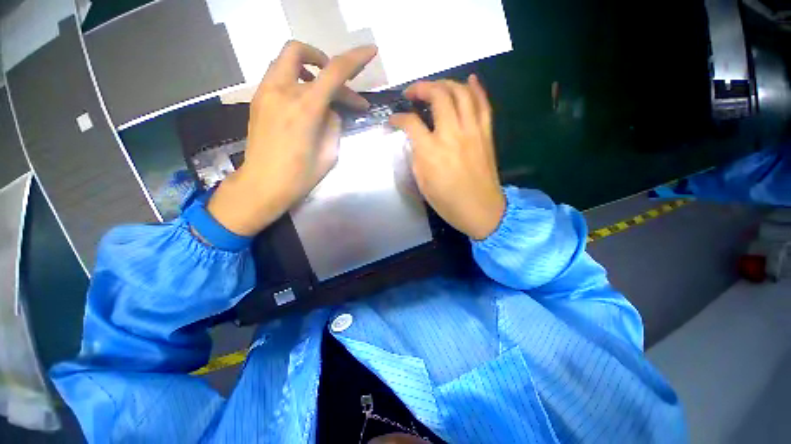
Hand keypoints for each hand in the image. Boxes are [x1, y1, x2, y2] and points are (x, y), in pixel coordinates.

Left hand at [206, 41, 376, 236]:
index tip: (371, 51)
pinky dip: (296, 80)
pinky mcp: (258, 100)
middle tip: (337, 84)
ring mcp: (265, 93)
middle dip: (324, 60)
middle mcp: (282, 91)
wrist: (262, 185)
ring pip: (286, 61)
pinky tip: (304, 103)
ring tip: (321, 92)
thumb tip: (330, 110)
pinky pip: (278, 77)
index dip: (356, 59)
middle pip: (300, 51)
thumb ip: (333, 124)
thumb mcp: (329, 153)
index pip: (335, 72)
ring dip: (308, 69)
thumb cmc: (300, 176)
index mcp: (305, 108)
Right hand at [389, 76, 504, 239]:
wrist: (481, 210)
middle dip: (422, 88)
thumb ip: (417, 156)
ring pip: (461, 93)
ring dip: (446, 84)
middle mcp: (452, 134)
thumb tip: (415, 139)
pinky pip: (484, 104)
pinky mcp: (486, 134)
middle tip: (412, 92)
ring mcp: (472, 131)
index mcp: (431, 151)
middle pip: (438, 96)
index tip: (393, 119)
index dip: (398, 117)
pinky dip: (477, 89)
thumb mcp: (422, 182)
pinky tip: (470, 79)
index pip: (411, 123)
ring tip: (435, 87)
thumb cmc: (448, 202)